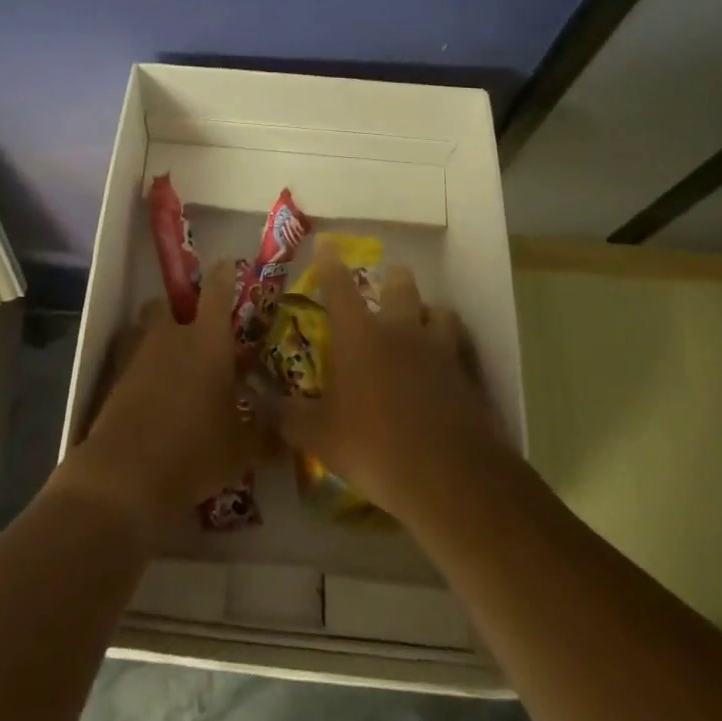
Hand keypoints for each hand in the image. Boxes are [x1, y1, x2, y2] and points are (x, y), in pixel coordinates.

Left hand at [57, 261, 262, 531]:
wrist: (125, 474)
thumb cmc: (194, 450)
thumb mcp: (241, 450)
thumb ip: (266, 435)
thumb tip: (288, 434)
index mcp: (207, 339)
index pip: (217, 288)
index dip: (224, 274)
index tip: (229, 267)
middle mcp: (171, 335)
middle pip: (169, 303)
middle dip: (181, 312)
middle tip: (199, 334)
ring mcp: (138, 354)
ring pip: (146, 329)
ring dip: (158, 338)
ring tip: (175, 367)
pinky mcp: (114, 378)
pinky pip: (130, 359)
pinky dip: (141, 369)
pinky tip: (153, 395)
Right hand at [270, 245, 500, 520]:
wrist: (448, 476)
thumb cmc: (373, 447)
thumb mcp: (319, 437)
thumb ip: (285, 415)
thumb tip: (254, 400)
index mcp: (358, 334)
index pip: (339, 285)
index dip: (329, 261)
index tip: (326, 243)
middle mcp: (399, 329)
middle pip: (399, 283)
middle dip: (391, 278)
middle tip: (384, 285)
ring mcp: (438, 348)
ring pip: (438, 310)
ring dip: (427, 312)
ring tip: (420, 322)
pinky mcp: (467, 373)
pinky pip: (461, 346)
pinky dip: (453, 346)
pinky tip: (447, 363)